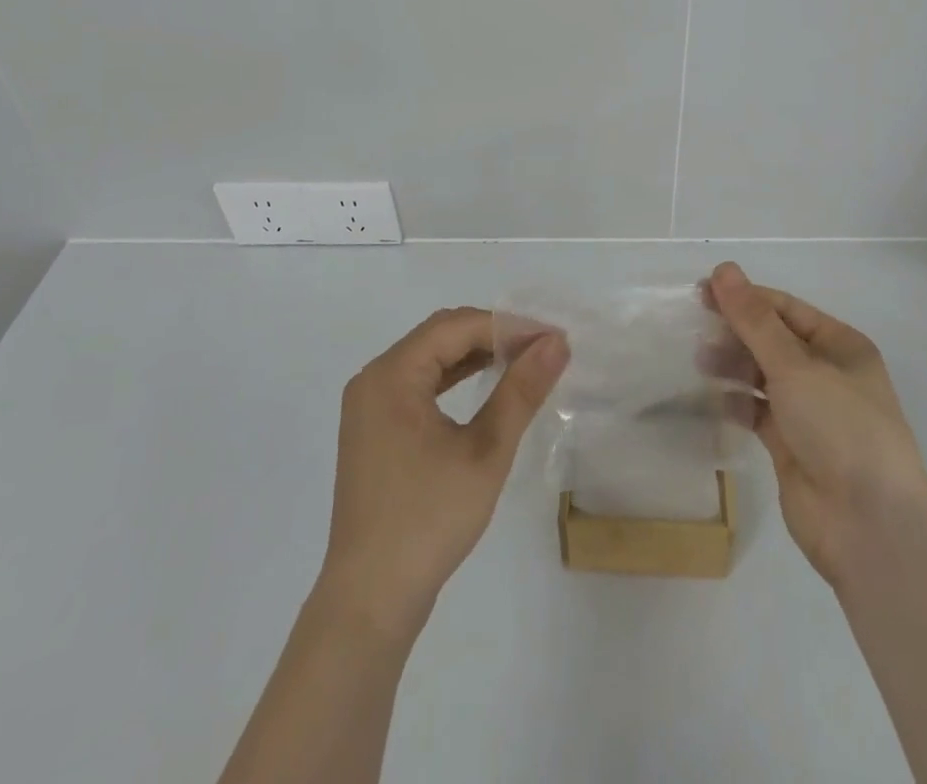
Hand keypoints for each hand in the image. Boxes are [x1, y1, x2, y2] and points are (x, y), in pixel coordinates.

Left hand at [319, 308, 567, 630]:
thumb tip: (557, 343)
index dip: (508, 326)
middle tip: (542, 348)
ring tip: (523, 361)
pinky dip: (455, 378)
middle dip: (493, 335)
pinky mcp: (375, 428)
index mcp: (391, 375)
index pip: (457, 326)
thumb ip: (521, 391)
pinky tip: (486, 385)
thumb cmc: (428, 520)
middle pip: (440, 334)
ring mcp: (370, 405)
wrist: (370, 601)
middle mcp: (374, 378)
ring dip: (476, 354)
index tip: (553, 339)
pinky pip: (419, 383)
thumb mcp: (485, 452)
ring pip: (430, 357)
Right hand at [705, 262, 926, 588]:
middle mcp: (826, 373)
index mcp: (840, 345)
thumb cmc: (840, 427)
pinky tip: (712, 398)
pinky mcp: (791, 445)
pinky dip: (736, 401)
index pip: (784, 308)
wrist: (868, 525)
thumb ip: (754, 319)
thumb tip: (724, 269)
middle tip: (694, 327)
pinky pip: (757, 411)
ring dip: (732, 364)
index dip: (744, 297)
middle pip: (772, 340)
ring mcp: (809, 411)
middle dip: (735, 331)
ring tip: (699, 361)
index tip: (702, 293)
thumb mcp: (795, 365)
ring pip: (762, 375)